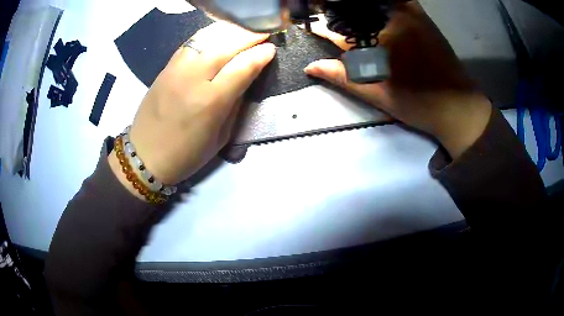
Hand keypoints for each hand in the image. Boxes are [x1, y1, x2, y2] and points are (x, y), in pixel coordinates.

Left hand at [109, 22, 275, 193]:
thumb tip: (246, 77)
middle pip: (226, 46)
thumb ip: (234, 103)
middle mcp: (193, 78)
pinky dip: (209, 35)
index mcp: (211, 102)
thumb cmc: (186, 153)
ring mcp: (177, 69)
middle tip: (263, 32)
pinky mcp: (166, 67)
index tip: (272, 48)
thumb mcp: (220, 136)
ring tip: (244, 29)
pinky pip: (192, 42)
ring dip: (230, 31)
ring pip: (208, 38)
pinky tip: (219, 35)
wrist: (145, 154)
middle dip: (249, 36)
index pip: (242, 67)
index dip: (260, 55)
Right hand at [304, 1, 491, 158]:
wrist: (458, 106)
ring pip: (376, 3)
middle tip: (329, 15)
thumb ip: (343, 77)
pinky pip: (399, 0)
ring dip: (361, 7)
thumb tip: (310, 67)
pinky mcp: (422, 16)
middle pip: (356, 10)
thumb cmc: (419, 104)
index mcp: (378, 41)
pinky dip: (385, 3)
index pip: (341, 30)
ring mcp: (409, 14)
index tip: (313, 26)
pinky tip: (378, 10)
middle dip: (339, 13)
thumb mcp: (379, 95)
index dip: (324, 28)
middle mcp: (391, 20)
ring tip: (352, 15)